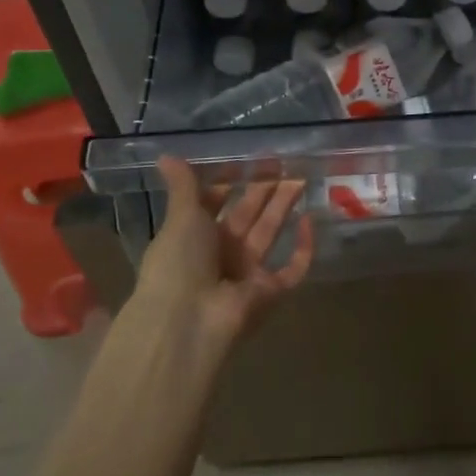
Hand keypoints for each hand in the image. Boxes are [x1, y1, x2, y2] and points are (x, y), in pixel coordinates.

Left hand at [134, 156, 314, 342]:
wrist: (188, 321)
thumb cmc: (178, 264)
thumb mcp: (180, 218)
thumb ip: (183, 186)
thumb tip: (166, 155)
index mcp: (194, 237)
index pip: (213, 204)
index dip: (228, 182)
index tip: (245, 161)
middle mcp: (220, 254)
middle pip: (246, 215)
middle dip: (263, 189)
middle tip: (283, 162)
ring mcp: (246, 273)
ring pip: (269, 232)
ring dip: (283, 206)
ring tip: (301, 177)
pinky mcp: (270, 292)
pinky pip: (292, 268)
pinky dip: (303, 248)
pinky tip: (309, 221)